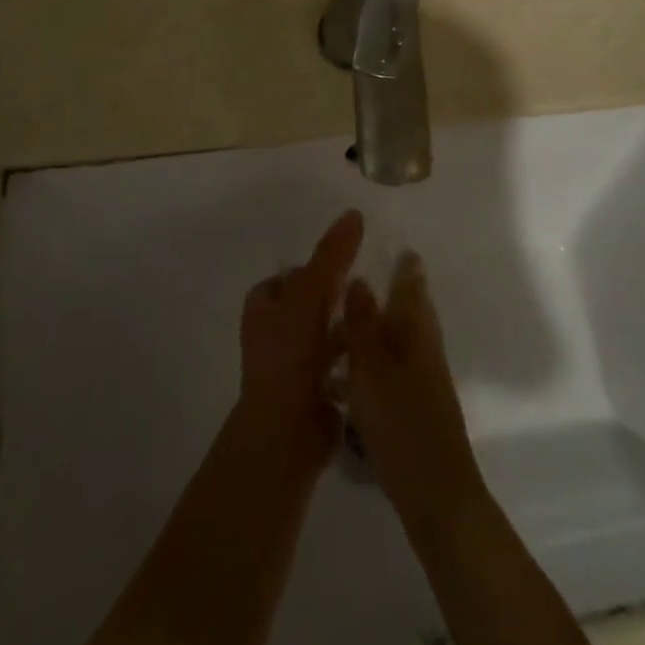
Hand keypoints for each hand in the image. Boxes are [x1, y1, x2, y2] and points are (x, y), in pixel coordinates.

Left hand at [237, 209, 363, 463]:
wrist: (287, 431)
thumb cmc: (290, 355)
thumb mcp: (310, 294)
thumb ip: (332, 255)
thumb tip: (354, 213)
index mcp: (263, 306)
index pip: (292, 275)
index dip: (318, 266)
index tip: (350, 262)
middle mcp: (273, 332)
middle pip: (310, 303)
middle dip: (336, 296)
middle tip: (369, 287)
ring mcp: (292, 363)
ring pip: (325, 333)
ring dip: (347, 325)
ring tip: (381, 315)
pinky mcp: (314, 390)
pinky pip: (338, 361)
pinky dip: (354, 354)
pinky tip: (379, 349)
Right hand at [342, 252, 485, 525]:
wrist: (436, 494)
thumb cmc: (401, 421)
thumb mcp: (372, 365)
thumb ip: (363, 322)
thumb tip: (360, 279)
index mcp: (416, 332)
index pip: (412, 287)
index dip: (405, 266)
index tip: (395, 246)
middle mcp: (425, 349)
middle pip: (410, 311)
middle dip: (393, 293)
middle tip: (362, 280)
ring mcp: (423, 380)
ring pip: (400, 340)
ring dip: (379, 327)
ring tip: (344, 325)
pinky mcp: (416, 408)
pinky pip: (392, 368)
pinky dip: (374, 360)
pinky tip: (349, 374)